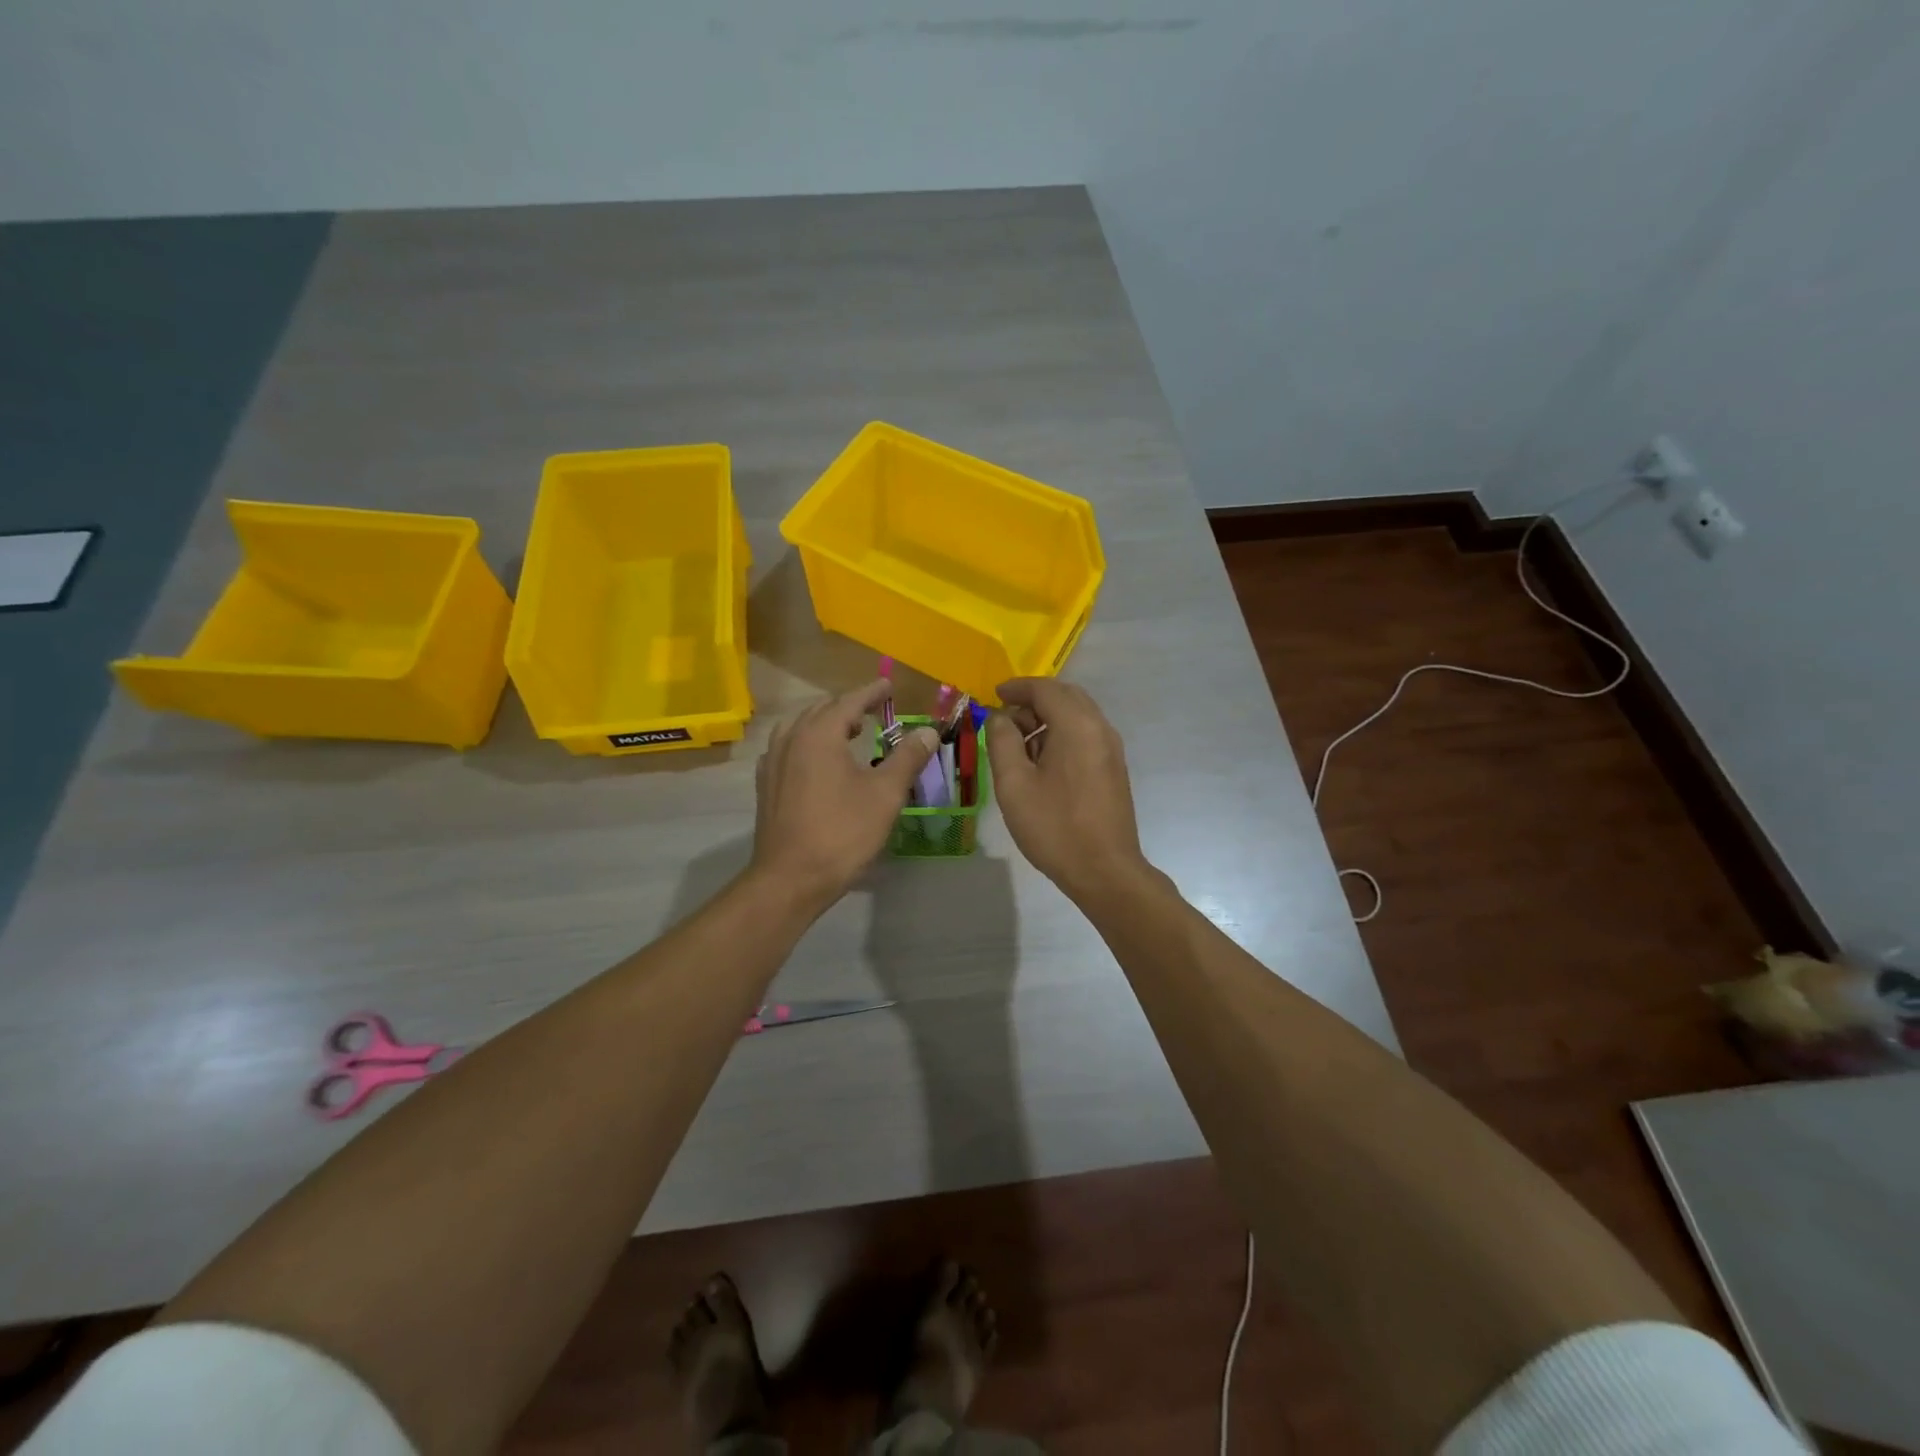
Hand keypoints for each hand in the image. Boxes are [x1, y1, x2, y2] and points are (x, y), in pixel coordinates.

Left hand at [750, 680, 938, 913]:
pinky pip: (787, 748)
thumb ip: (907, 758)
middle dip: (848, 706)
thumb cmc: (842, 833)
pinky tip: (817, 760)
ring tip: (848, 731)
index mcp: (820, 734)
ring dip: (826, 723)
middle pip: (821, 710)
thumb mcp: (885, 795)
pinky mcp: (766, 785)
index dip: (871, 692)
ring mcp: (773, 762)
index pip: (849, 701)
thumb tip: (928, 731)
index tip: (888, 685)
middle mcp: (791, 739)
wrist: (790, 878)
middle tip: (873, 709)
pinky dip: (807, 742)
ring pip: (800, 727)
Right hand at [985, 678, 1148, 901]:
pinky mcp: (1113, 769)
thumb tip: (1000, 718)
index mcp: (1077, 725)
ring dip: (1047, 719)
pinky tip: (1041, 763)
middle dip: (1033, 701)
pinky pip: (1085, 736)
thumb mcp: (1014, 784)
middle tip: (1004, 720)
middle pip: (1066, 697)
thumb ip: (1002, 742)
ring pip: (1077, 716)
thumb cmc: (1055, 826)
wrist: (1104, 871)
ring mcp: (1111, 749)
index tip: (994, 695)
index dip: (1017, 688)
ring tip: (1018, 745)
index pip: (1045, 689)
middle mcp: (1100, 729)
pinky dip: (1061, 735)